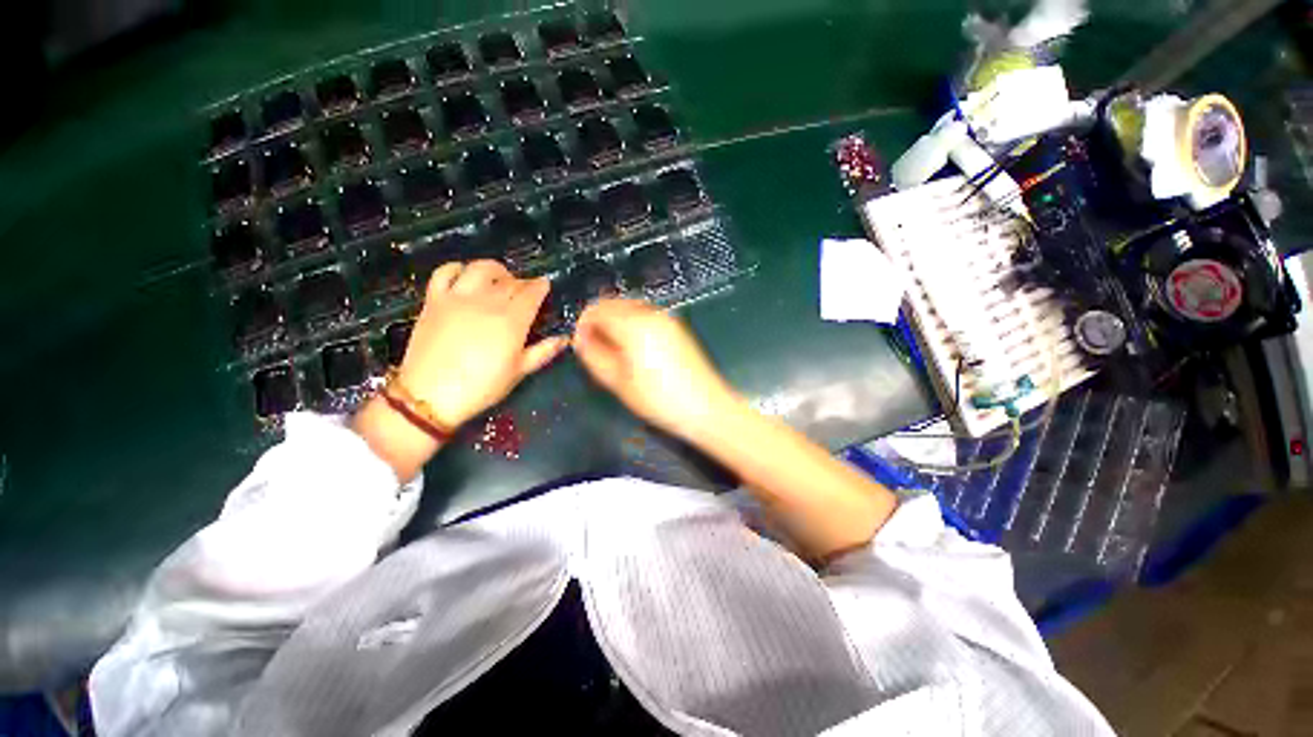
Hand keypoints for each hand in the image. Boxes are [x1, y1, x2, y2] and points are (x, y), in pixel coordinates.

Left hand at [396, 260, 567, 429]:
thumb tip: (564, 339)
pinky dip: (457, 268)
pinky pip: (445, 272)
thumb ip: (543, 352)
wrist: (429, 396)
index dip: (540, 286)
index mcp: (512, 321)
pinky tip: (464, 275)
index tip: (545, 284)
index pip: (531, 293)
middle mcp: (487, 302)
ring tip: (499, 277)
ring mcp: (458, 298)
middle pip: (510, 281)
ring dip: (495, 269)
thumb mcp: (519, 372)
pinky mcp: (435, 300)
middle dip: (522, 281)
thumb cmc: (481, 387)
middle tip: (526, 289)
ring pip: (481, 269)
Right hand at [573, 299, 738, 440]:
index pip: (596, 310)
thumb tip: (580, 338)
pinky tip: (634, 347)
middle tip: (594, 347)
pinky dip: (631, 322)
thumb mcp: (618, 382)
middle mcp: (650, 313)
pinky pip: (645, 314)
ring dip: (615, 320)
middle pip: (613, 303)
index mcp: (633, 324)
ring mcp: (666, 317)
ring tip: (613, 349)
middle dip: (598, 320)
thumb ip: (594, 355)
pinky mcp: (676, 326)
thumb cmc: (658, 399)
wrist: (705, 407)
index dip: (583, 325)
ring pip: (630, 306)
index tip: (580, 344)